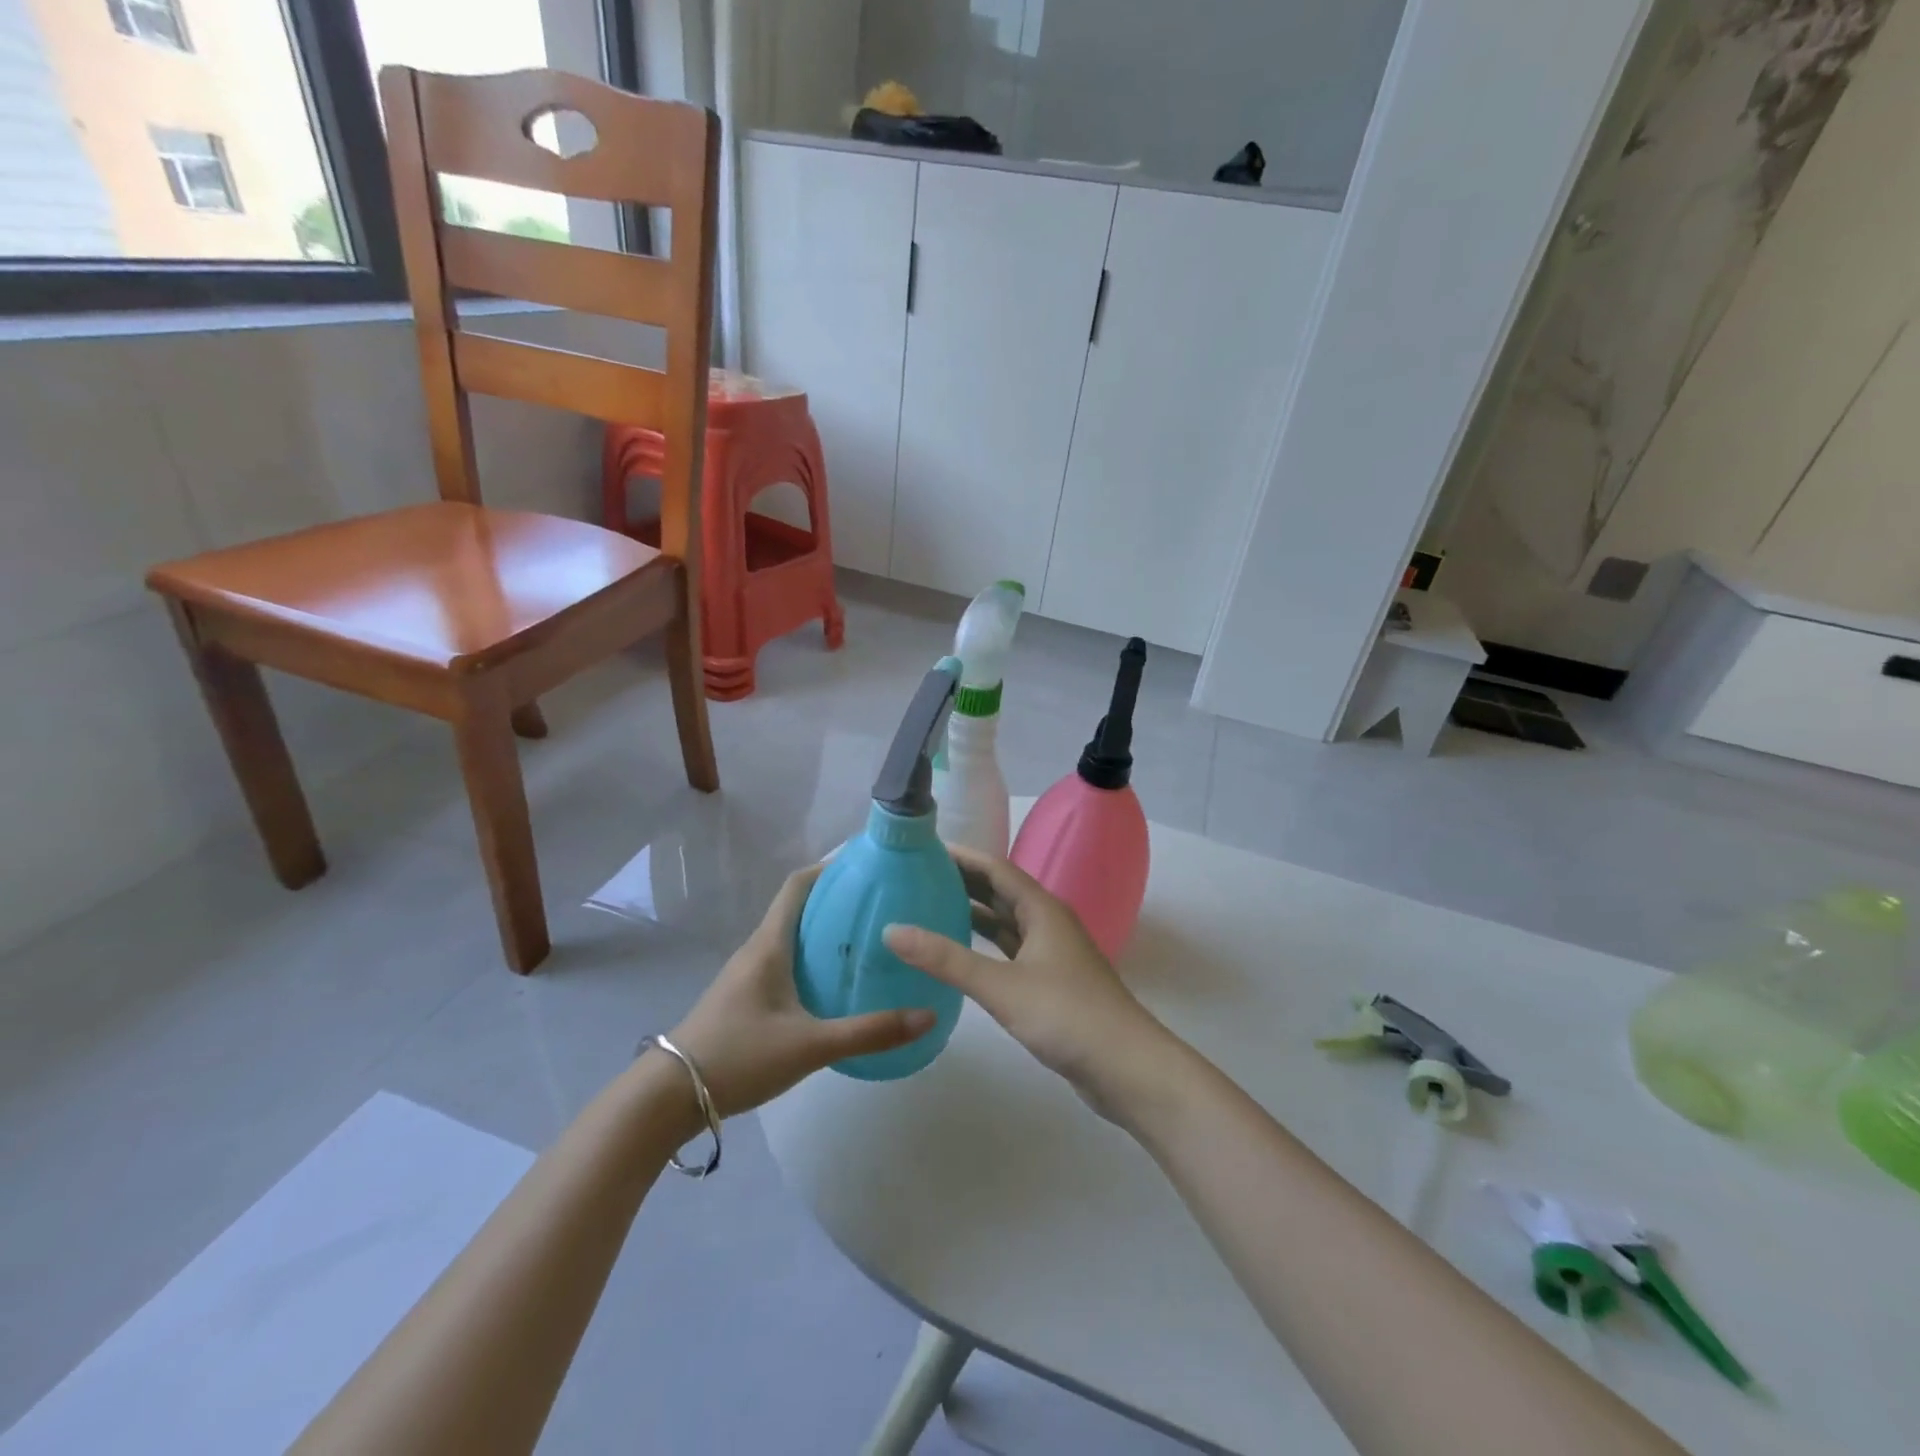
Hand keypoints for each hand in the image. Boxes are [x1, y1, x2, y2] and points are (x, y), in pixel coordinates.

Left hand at [666, 865, 936, 1118]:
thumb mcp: (810, 1046)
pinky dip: (812, 959)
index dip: (830, 867)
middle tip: (881, 905)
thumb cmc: (739, 1056)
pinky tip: (834, 984)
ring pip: (792, 937)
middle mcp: (758, 949)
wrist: (670, 1097)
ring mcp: (747, 974)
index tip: (867, 865)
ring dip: (825, 932)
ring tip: (867, 940)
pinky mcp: (745, 998)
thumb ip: (869, 1032)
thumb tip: (928, 1015)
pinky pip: (785, 962)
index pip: (798, 885)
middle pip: (799, 908)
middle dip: (837, 900)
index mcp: (770, 945)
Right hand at [883, 849, 1181, 1121]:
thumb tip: (893, 930)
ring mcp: (1051, 954)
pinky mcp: (1050, 983)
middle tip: (915, 879)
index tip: (922, 850)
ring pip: (1005, 924)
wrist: (1127, 1068)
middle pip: (1000, 892)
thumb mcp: (1002, 986)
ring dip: (972, 915)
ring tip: (928, 910)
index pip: (995, 869)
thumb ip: (947, 960)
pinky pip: (1009, 952)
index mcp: (1041, 909)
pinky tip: (959, 957)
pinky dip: (984, 948)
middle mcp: (1047, 923)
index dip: (961, 856)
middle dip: (962, 883)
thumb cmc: (1067, 1016)